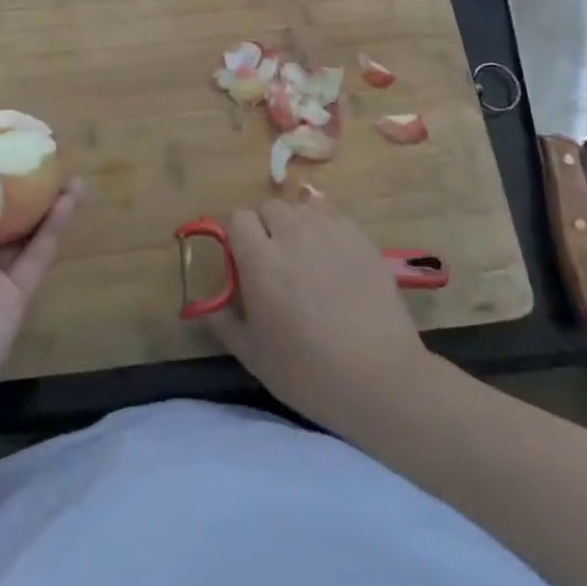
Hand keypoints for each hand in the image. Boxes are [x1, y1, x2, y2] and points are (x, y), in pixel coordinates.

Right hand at [204, 196, 432, 433]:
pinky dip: (330, 233)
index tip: (244, 262)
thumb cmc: (309, 372)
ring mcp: (331, 233)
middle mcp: (293, 235)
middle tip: (276, 262)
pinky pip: (336, 220)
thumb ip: (224, 323)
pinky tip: (338, 264)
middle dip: (267, 227)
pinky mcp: (362, 240)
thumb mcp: (254, 356)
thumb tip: (206, 306)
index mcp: (260, 260)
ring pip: (304, 209)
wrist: (380, 379)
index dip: (238, 237)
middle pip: (271, 207)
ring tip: (308, 259)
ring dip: (298, 226)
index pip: (238, 218)